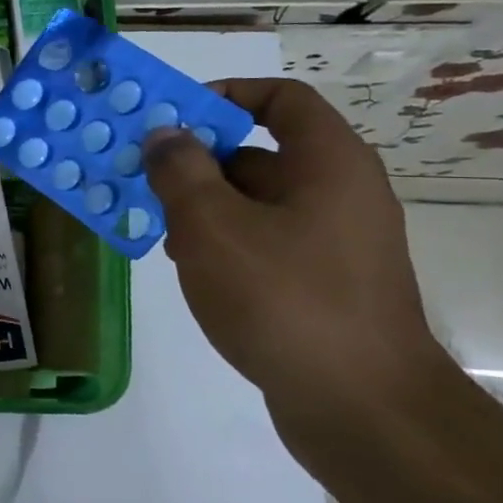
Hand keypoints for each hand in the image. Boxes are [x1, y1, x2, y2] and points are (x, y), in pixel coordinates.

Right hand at [143, 78, 447, 449]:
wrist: (360, 406)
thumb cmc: (283, 297)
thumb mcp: (212, 225)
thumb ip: (180, 171)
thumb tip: (165, 133)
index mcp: (327, 164)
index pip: (281, 99)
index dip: (226, 95)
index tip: (171, 116)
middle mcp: (339, 193)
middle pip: (260, 152)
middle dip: (197, 160)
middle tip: (142, 176)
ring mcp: (334, 242)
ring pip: (255, 202)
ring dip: (202, 206)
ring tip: (154, 227)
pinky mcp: (323, 283)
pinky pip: (264, 242)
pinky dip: (223, 242)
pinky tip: (187, 267)